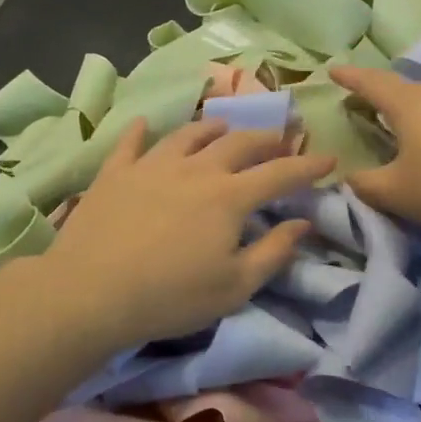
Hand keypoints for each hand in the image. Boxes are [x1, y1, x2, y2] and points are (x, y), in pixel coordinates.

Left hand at [42, 118, 333, 347]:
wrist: (91, 292)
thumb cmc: (171, 297)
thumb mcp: (235, 286)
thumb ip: (274, 252)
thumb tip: (303, 222)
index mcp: (230, 196)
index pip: (280, 173)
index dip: (308, 166)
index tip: (329, 158)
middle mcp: (196, 169)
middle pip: (239, 143)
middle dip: (266, 138)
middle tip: (280, 138)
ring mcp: (152, 165)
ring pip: (189, 134)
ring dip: (213, 128)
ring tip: (224, 127)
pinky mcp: (115, 172)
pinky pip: (131, 142)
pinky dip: (141, 131)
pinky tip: (145, 124)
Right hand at [329, 65, 420, 238]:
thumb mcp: (396, 193)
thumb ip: (364, 185)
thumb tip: (349, 177)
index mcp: (408, 104)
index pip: (371, 83)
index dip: (349, 77)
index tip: (332, 70)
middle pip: (401, 89)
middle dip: (378, 96)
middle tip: (362, 107)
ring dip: (410, 110)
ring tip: (400, 127)